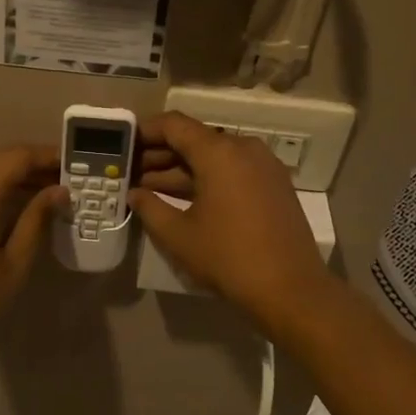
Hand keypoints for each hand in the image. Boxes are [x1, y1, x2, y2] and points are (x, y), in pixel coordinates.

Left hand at [0, 145, 64, 357]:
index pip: (18, 157)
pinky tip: (2, 207)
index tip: (72, 164)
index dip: (46, 156)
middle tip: (60, 179)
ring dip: (8, 175)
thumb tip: (59, 192)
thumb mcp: (13, 263)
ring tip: (37, 193)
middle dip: (30, 164)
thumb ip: (36, 220)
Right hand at [130, 113, 336, 330]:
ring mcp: (263, 165)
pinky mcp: (274, 184)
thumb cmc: (228, 258)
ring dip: (182, 169)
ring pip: (214, 156)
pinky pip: (233, 170)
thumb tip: (134, 193)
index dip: (145, 132)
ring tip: (151, 189)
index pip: (174, 125)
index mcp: (219, 152)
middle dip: (161, 154)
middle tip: (132, 173)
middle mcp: (243, 148)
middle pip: (195, 139)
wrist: (291, 289)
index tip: (124, 147)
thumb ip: (149, 207)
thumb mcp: (178, 235)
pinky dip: (207, 178)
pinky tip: (185, 199)